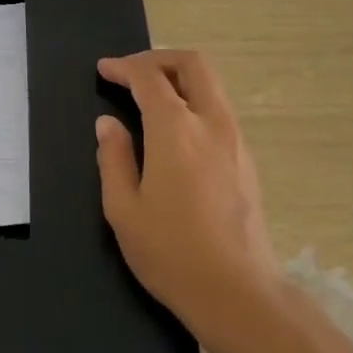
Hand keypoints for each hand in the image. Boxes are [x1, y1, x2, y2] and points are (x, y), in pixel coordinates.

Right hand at [94, 49, 281, 331]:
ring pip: (211, 86)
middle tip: (132, 73)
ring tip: (150, 98)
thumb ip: (113, 158)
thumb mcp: (123, 208)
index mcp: (175, 129)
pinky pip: (219, 111)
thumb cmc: (171, 252)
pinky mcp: (247, 160)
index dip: (124, 67)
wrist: (239, 293)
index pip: (149, 77)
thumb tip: (108, 124)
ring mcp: (235, 140)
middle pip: (192, 65)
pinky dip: (194, 101)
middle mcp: (211, 123)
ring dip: (179, 79)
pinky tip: (176, 131)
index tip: (105, 70)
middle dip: (159, 59)